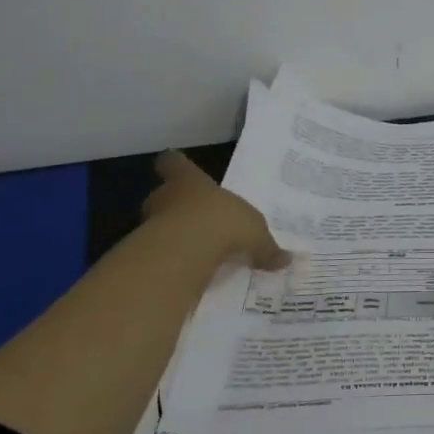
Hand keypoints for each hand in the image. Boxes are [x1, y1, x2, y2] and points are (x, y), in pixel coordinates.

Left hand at [141, 151, 289, 272]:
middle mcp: (166, 196)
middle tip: (197, 220)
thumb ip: (266, 247)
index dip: (175, 165)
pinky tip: (189, 270)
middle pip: (165, 194)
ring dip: (174, 234)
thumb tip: (286, 260)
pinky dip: (172, 259)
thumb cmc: (222, 222)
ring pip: (160, 224)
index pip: (173, 163)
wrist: (185, 250)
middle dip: (178, 206)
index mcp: (191, 181)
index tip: (175, 165)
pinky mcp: (146, 251)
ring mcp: (151, 223)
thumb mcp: (256, 233)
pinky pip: (162, 251)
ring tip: (195, 248)